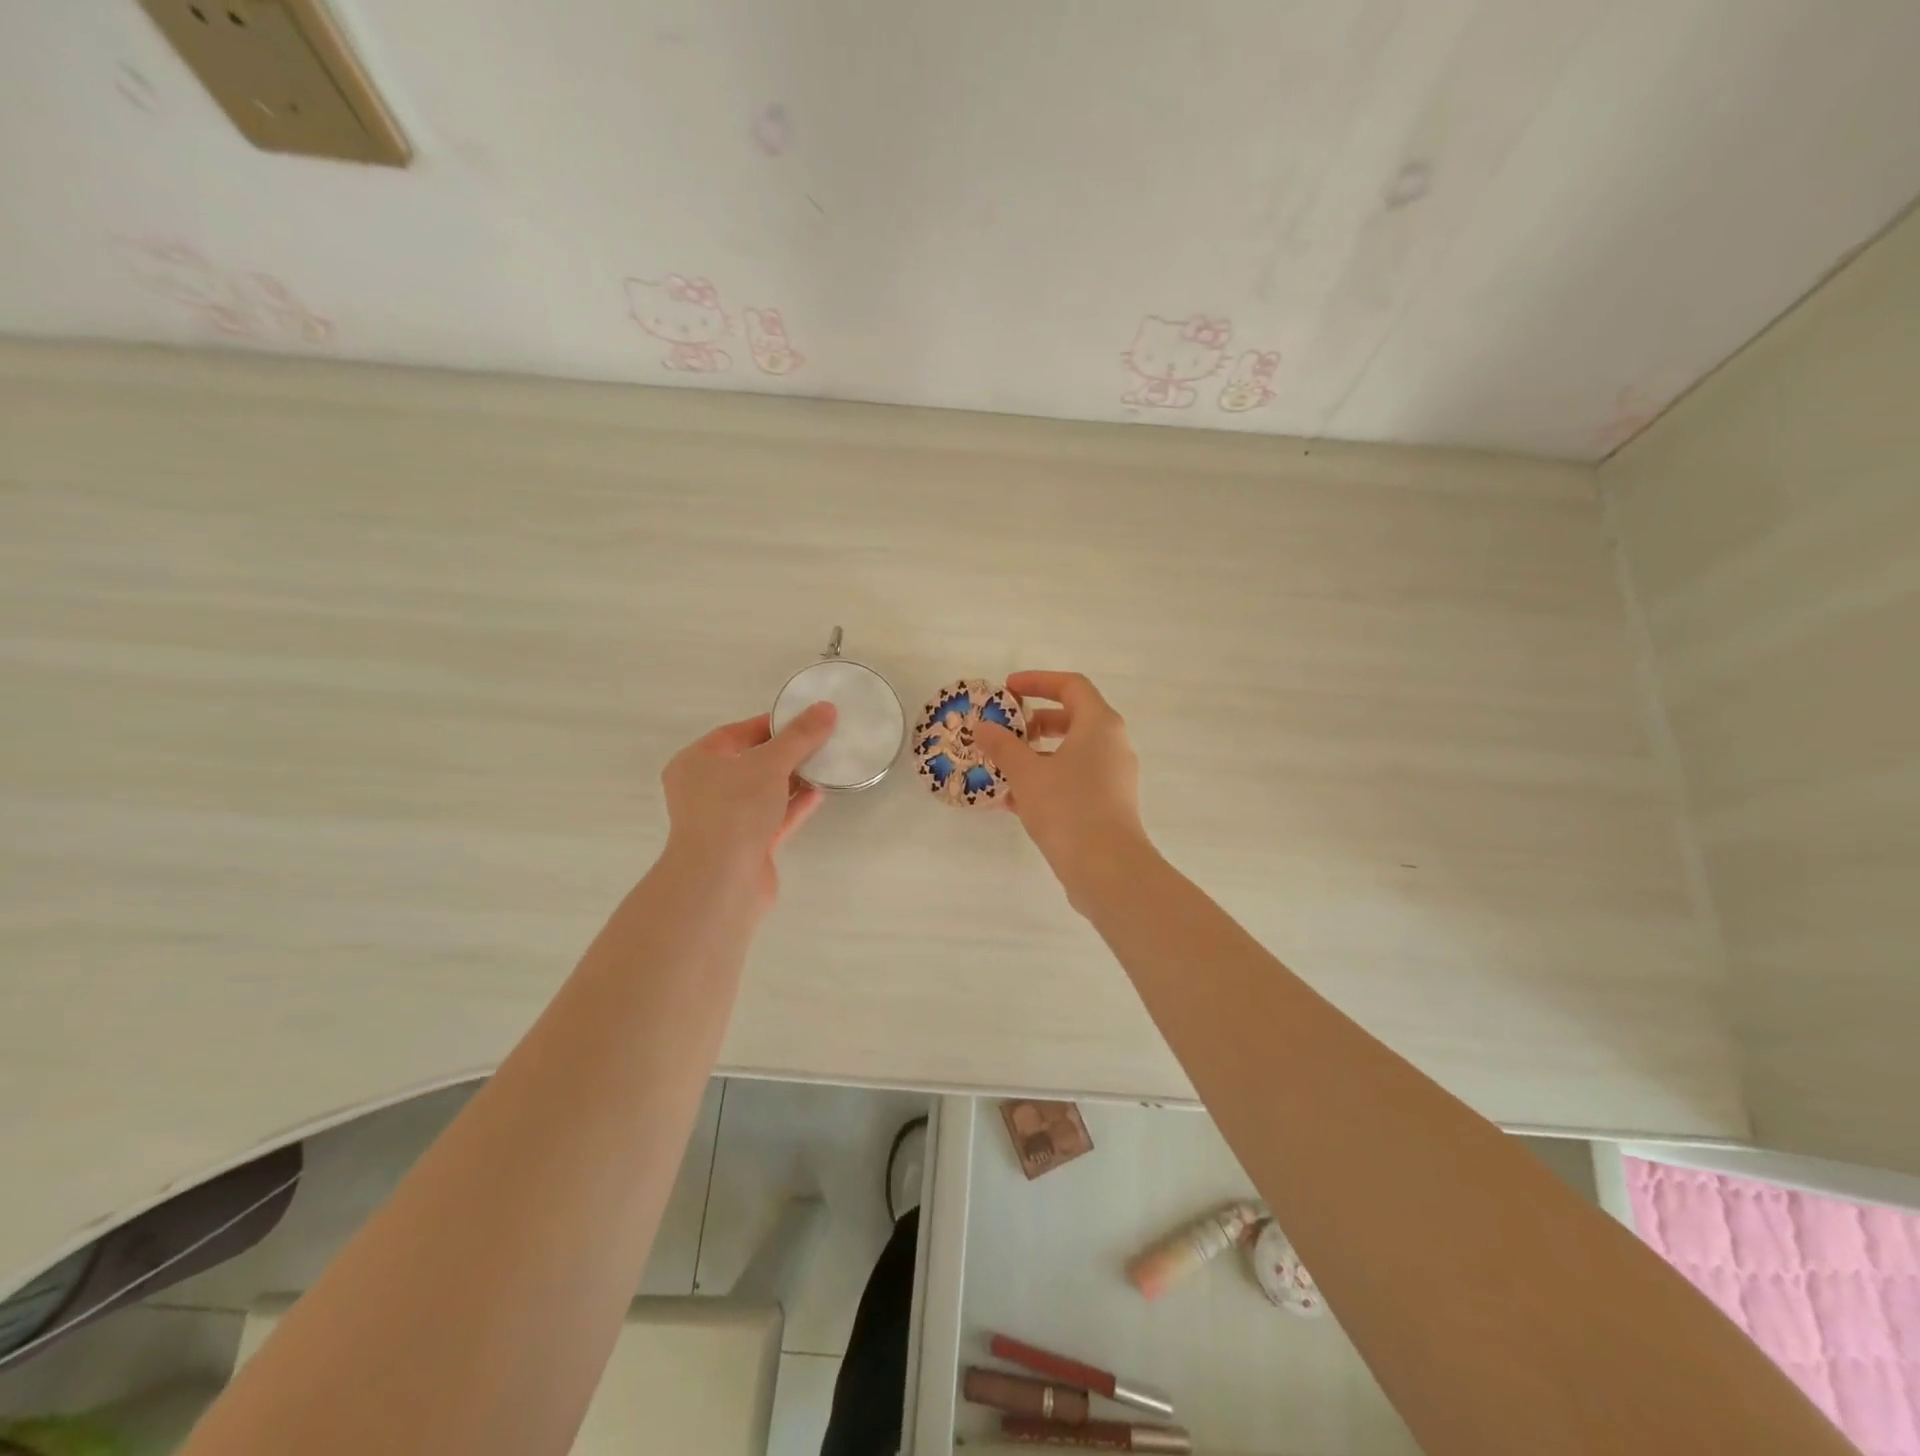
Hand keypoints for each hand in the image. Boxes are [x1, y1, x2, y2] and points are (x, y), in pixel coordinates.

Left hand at [660, 703, 837, 907]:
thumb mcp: (770, 762)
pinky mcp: (747, 846)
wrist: (722, 880)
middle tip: (821, 740)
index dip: (771, 724)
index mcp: (696, 763)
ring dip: (793, 780)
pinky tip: (820, 793)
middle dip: (786, 753)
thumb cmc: (734, 809)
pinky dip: (794, 805)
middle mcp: (706, 790)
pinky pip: (774, 818)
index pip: (736, 734)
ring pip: (764, 793)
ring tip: (826, 764)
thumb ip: (800, 736)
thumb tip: (827, 708)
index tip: (804, 719)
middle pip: (751, 763)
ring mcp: (726, 821)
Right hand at [971, 671, 1156, 907]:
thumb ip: (1003, 746)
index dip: (1038, 681)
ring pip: (1071, 753)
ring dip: (1036, 756)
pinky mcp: (1109, 804)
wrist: (1107, 868)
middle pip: (1072, 719)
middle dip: (1035, 722)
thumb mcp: (1026, 773)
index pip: (1071, 685)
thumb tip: (983, 727)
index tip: (1007, 689)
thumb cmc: (1068, 808)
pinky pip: (1074, 780)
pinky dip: (1047, 781)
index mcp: (1099, 724)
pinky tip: (1013, 801)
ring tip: (1002, 768)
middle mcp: (1112, 744)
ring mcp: (1114, 776)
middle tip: (1006, 731)